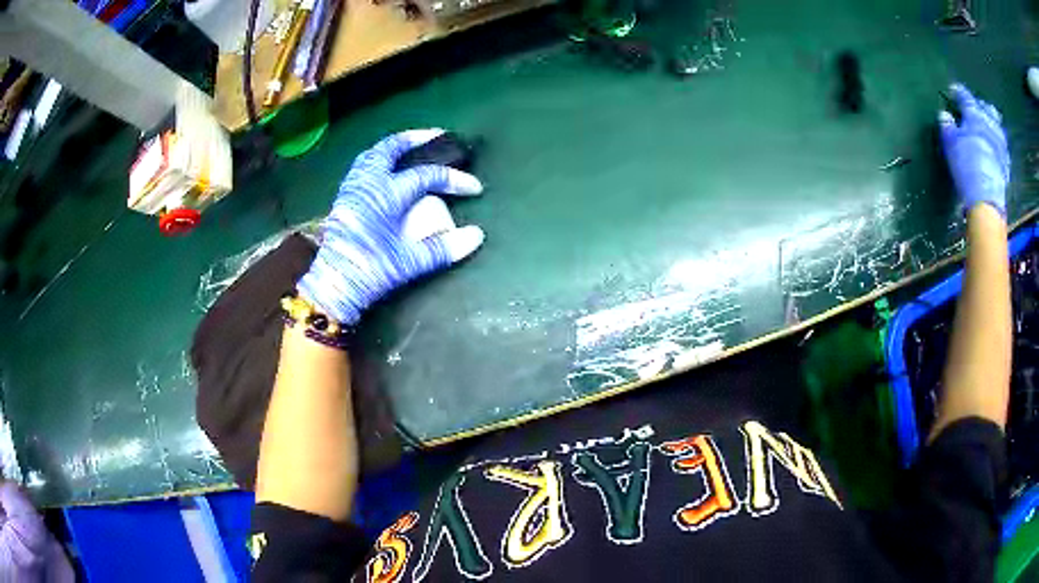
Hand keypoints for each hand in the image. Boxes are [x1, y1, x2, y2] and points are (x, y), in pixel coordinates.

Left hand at [298, 129, 484, 324]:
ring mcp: (353, 189)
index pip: (427, 177)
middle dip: (416, 139)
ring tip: (410, 147)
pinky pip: (361, 167)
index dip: (454, 179)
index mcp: (385, 194)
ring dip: (393, 147)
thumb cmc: (371, 271)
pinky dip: (377, 159)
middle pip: (391, 148)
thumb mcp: (410, 262)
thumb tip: (476, 236)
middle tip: (437, 136)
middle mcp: (368, 183)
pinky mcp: (344, 199)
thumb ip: (444, 248)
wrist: (333, 286)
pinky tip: (384, 169)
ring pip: (372, 154)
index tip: (475, 187)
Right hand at [939, 84, 1009, 216]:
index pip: (965, 97)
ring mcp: (1000, 147)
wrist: (986, 199)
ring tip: (989, 127)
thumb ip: (948, 127)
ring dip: (993, 125)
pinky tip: (996, 149)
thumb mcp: (951, 143)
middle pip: (987, 110)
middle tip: (976, 107)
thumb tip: (945, 115)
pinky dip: (998, 146)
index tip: (953, 90)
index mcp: (975, 115)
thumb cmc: (966, 165)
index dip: (959, 92)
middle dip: (982, 107)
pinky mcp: (1006, 167)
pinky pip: (1002, 149)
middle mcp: (989, 126)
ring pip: (998, 128)